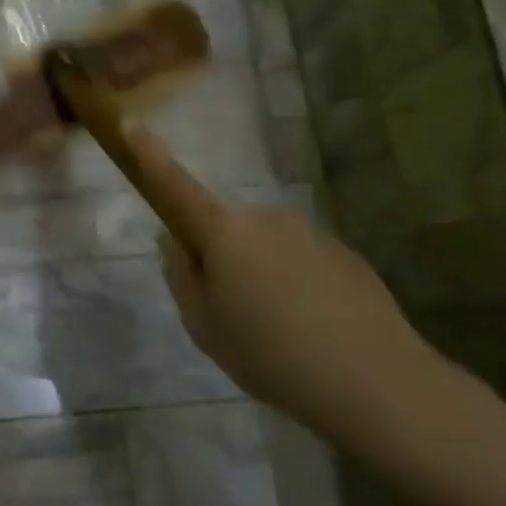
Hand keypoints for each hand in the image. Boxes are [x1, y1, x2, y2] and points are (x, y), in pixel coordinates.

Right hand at [126, 126, 441, 441]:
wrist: (375, 382)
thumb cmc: (270, 354)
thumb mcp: (204, 325)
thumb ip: (183, 278)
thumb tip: (176, 243)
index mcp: (222, 231)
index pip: (175, 185)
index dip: (150, 156)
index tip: (130, 123)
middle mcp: (265, 218)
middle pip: (225, 227)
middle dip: (219, 256)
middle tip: (229, 312)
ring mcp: (310, 233)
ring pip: (265, 246)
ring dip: (260, 274)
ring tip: (277, 332)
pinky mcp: (345, 254)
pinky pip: (301, 262)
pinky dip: (296, 286)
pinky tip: (313, 330)